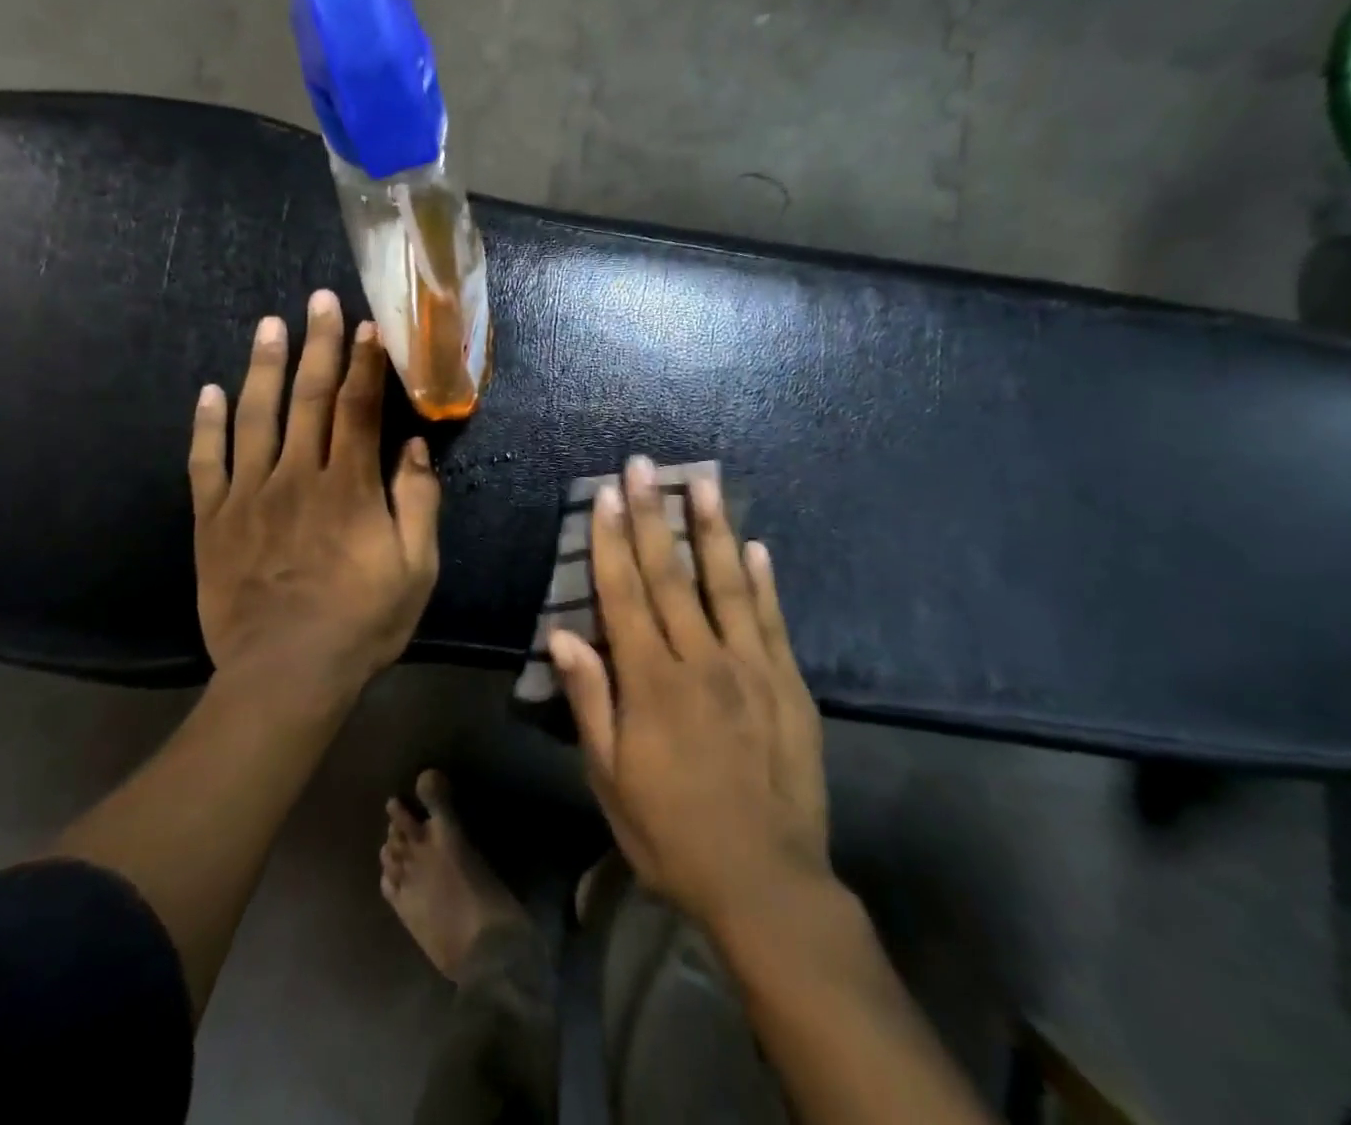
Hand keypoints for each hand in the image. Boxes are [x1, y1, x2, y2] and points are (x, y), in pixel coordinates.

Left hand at [189, 290, 440, 695]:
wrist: (285, 674)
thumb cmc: (362, 622)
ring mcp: (249, 495)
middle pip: (309, 397)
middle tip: (318, 300)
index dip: (364, 363)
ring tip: (270, 325)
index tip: (366, 325)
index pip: (358, 408)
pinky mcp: (213, 520)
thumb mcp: (415, 569)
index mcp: (349, 487)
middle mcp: (297, 477)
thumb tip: (413, 449)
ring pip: (255, 417)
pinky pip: (206, 462)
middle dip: (317, 344)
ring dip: (264, 366)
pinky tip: (209, 391)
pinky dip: (206, 424)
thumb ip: (418, 504)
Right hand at [550, 458, 827, 928]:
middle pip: (671, 575)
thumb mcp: (611, 779)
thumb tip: (563, 635)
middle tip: (645, 466)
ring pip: (726, 584)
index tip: (608, 495)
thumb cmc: (673, 834)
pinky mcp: (788, 684)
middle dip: (654, 515)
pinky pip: (771, 621)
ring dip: (711, 529)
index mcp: (652, 683)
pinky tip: (755, 546)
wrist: (768, 883)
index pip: (625, 595)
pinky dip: (762, 580)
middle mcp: (701, 661)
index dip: (613, 542)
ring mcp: (751, 668)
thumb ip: (589, 702)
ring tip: (704, 482)